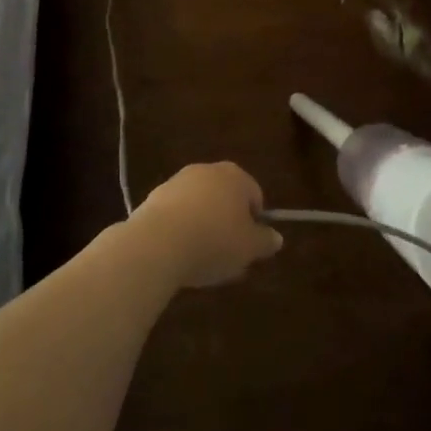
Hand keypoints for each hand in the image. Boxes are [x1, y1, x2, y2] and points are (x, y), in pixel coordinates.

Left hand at [132, 162, 283, 288]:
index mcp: (235, 176)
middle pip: (225, 198)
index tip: (249, 247)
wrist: (158, 242)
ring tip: (201, 260)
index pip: (254, 195)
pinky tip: (179, 254)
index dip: (255, 223)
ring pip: (200, 206)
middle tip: (227, 256)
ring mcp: (178, 181)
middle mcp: (207, 170)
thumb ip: (265, 241)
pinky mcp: (154, 197)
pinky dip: (181, 230)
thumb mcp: (249, 248)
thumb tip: (276, 238)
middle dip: (228, 224)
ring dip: (203, 227)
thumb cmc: (214, 240)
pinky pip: (177, 215)